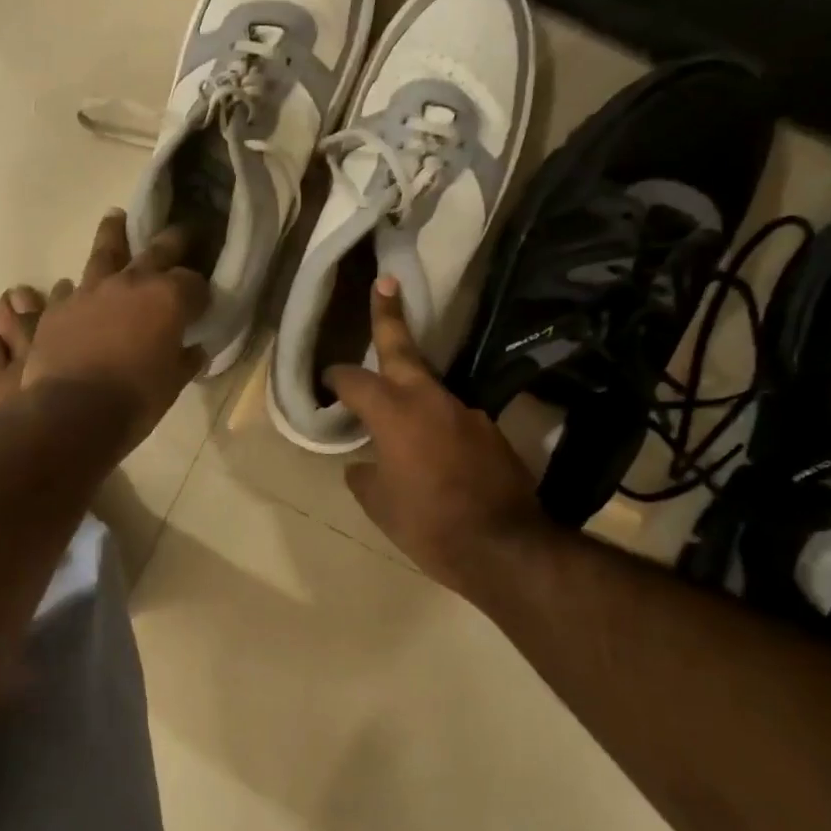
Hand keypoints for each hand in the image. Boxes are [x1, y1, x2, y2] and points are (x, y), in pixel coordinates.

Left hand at [23, 210, 208, 458]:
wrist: (72, 413)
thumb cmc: (135, 400)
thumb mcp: (173, 384)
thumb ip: (186, 360)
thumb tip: (195, 350)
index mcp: (169, 298)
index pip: (195, 282)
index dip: (201, 292)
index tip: (203, 303)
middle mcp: (131, 282)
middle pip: (157, 249)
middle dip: (173, 241)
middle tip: (181, 231)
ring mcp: (90, 290)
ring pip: (105, 251)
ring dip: (114, 234)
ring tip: (115, 218)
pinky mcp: (58, 307)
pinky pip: (69, 288)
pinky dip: (76, 289)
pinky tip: (74, 290)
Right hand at [325, 277, 549, 594]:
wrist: (503, 547)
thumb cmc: (428, 524)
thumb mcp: (380, 505)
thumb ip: (364, 475)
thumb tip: (362, 465)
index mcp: (395, 413)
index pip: (355, 381)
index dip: (336, 378)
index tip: (327, 381)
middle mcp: (431, 400)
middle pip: (403, 349)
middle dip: (389, 316)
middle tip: (385, 282)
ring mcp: (466, 412)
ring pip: (430, 388)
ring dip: (411, 388)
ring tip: (398, 414)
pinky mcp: (490, 432)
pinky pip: (452, 418)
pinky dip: (436, 424)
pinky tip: (435, 453)